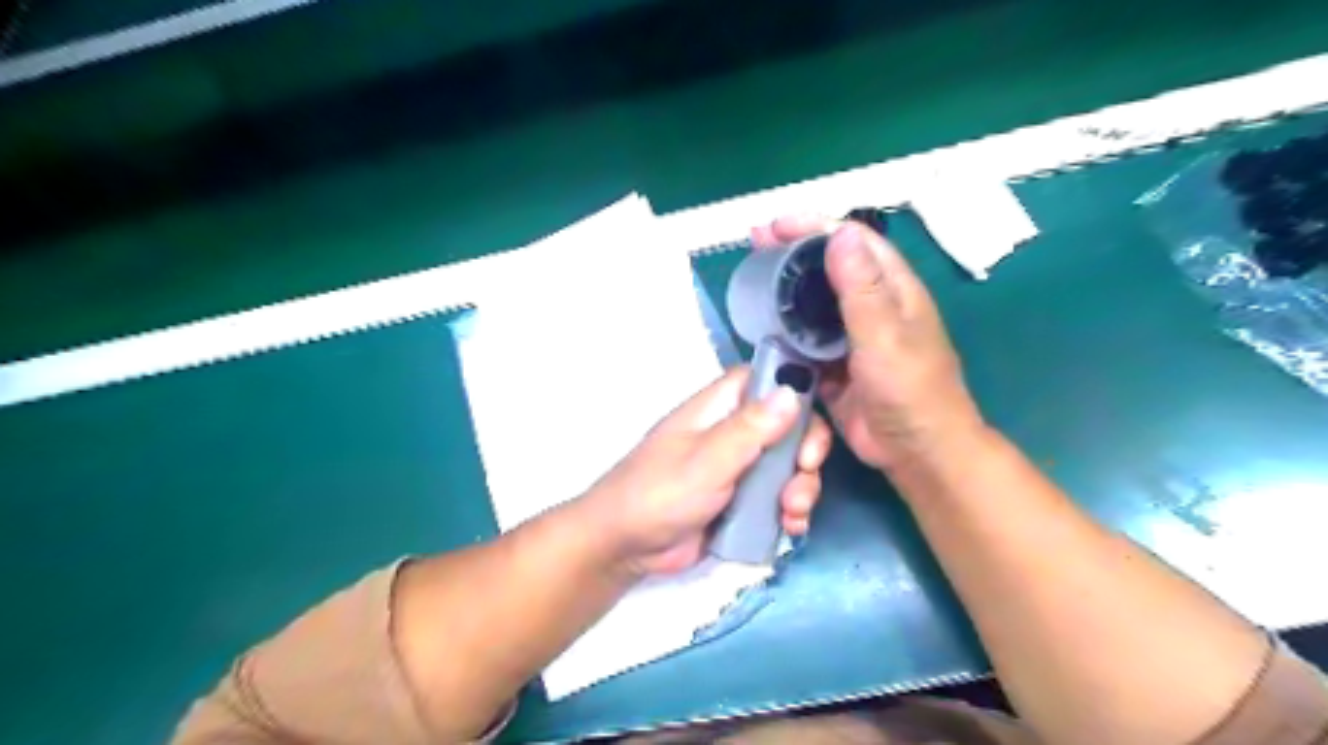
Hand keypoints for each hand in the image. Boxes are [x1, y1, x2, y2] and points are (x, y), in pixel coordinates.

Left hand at [583, 366, 826, 577]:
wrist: (624, 547)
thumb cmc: (660, 493)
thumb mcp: (707, 460)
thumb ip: (749, 429)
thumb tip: (792, 391)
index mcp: (718, 409)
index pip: (764, 381)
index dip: (794, 392)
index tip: (810, 421)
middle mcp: (731, 433)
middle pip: (787, 426)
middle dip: (804, 451)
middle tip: (804, 472)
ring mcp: (738, 469)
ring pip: (788, 466)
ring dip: (801, 487)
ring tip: (792, 513)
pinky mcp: (742, 502)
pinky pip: (779, 498)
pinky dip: (791, 511)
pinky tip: (790, 528)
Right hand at [745, 212, 983, 477]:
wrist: (915, 451)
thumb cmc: (910, 390)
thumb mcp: (885, 336)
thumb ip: (862, 289)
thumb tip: (840, 233)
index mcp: (893, 290)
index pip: (854, 242)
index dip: (816, 227)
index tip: (778, 225)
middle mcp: (871, 306)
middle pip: (829, 267)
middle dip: (793, 251)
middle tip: (756, 242)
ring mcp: (850, 336)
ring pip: (813, 302)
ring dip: (784, 288)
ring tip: (751, 278)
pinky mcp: (834, 364)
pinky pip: (804, 339)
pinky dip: (784, 329)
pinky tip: (760, 324)